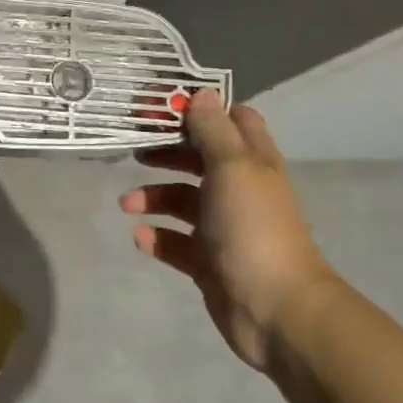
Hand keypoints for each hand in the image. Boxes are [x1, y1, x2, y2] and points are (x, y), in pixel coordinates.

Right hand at [121, 93, 334, 369]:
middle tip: (134, 150)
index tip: (162, 106)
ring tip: (128, 205)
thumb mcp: (232, 167)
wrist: (275, 308)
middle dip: (167, 153)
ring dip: (154, 197)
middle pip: (199, 159)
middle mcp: (239, 190)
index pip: (232, 122)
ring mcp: (224, 228)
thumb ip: (213, 130)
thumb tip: (201, 93)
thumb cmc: (252, 227)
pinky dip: (157, 237)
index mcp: (252, 163)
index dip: (200, 110)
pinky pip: (176, 243)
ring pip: (183, 201)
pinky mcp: (209, 261)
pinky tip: (141, 238)